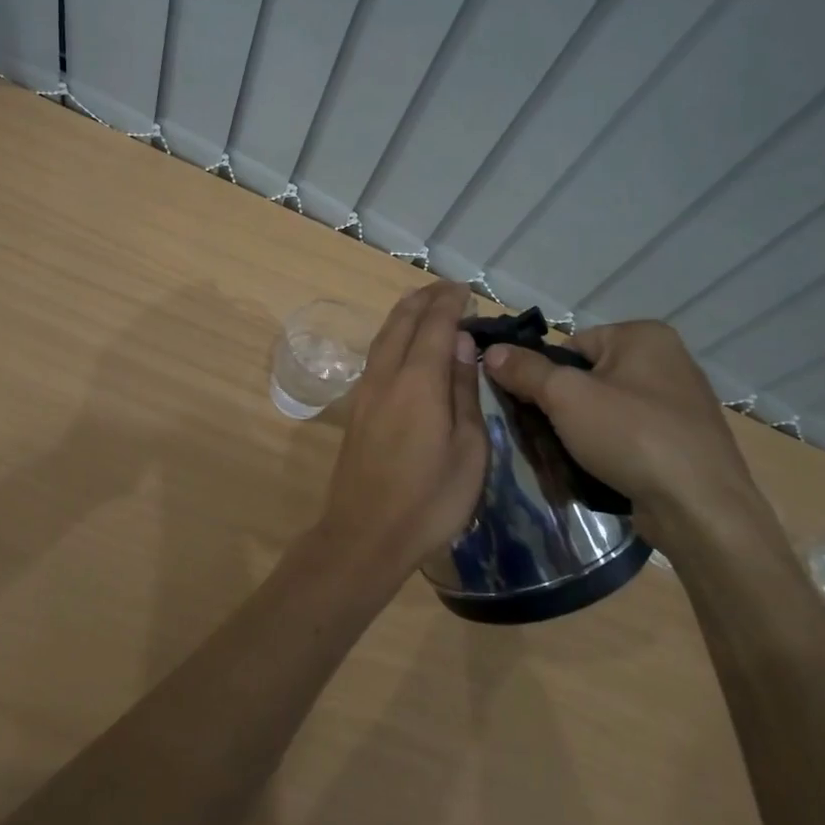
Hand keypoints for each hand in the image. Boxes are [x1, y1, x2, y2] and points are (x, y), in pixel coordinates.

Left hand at [318, 283, 487, 573]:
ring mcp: (366, 390)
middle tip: (448, 289)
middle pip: (403, 321)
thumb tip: (461, 342)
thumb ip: (462, 391)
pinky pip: (377, 354)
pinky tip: (402, 342)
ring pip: (384, 335)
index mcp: (418, 381)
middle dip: (425, 298)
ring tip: (424, 302)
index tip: (467, 290)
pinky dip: (393, 334)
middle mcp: (387, 375)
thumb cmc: (429, 500)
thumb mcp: (468, 450)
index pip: (435, 324)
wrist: (365, 535)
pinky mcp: (356, 407)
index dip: (450, 302)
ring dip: (405, 312)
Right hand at [483, 320, 783, 563]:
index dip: (544, 375)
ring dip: (580, 433)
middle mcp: (667, 361)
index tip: (531, 407)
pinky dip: (609, 450)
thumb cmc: (633, 436)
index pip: (571, 345)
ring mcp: (680, 404)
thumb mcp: (566, 397)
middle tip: (542, 437)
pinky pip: (629, 436)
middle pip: (588, 378)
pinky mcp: (684, 442)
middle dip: (561, 408)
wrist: (701, 510)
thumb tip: (492, 351)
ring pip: (606, 410)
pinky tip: (596, 472)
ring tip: (564, 459)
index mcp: (644, 336)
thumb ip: (525, 371)